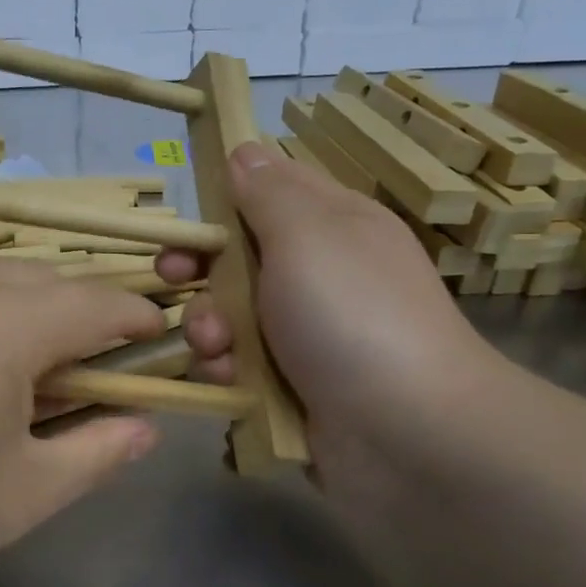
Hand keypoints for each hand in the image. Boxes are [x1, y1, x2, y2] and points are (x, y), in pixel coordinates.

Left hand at [0, 261, 165, 586]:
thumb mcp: (21, 495)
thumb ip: (97, 453)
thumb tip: (146, 429)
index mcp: (1, 325)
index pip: (94, 302)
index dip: (134, 317)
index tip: (156, 335)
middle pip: (39, 279)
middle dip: (76, 311)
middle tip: (84, 365)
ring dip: (16, 308)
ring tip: (13, 368)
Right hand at [158, 142, 513, 549]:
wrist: (409, 435)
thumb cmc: (353, 316)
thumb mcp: (307, 234)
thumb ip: (267, 192)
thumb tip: (245, 151)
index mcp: (333, 225)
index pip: (270, 191)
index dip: (223, 200)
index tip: (190, 221)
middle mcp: (320, 275)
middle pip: (240, 257)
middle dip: (201, 269)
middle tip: (176, 279)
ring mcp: (307, 335)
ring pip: (232, 315)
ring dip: (209, 326)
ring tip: (216, 345)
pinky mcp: (293, 387)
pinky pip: (240, 366)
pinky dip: (226, 370)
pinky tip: (228, 380)